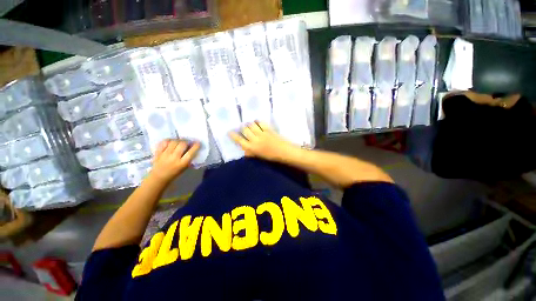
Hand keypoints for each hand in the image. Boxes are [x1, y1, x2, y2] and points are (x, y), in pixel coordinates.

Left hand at [150, 140, 199, 182]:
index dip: (196, 146)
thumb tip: (192, 148)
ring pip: (173, 142)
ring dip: (178, 140)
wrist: (159, 177)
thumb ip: (188, 158)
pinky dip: (169, 140)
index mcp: (182, 163)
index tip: (198, 143)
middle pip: (182, 144)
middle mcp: (174, 158)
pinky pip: (164, 142)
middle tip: (188, 142)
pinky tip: (171, 142)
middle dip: (187, 142)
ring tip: (180, 141)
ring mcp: (165, 154)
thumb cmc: (175, 173)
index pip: (191, 152)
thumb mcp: (185, 167)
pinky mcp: (158, 152)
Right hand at [229, 122, 299, 161]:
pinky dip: (258, 122)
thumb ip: (251, 153)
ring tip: (251, 125)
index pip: (239, 140)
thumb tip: (244, 151)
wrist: (283, 152)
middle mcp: (255, 140)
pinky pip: (261, 123)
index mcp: (251, 148)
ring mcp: (262, 133)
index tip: (229, 132)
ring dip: (250, 124)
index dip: (233, 135)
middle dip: (243, 128)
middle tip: (243, 128)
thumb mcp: (259, 157)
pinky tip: (258, 122)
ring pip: (251, 125)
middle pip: (245, 130)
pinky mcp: (268, 129)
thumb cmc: (271, 156)